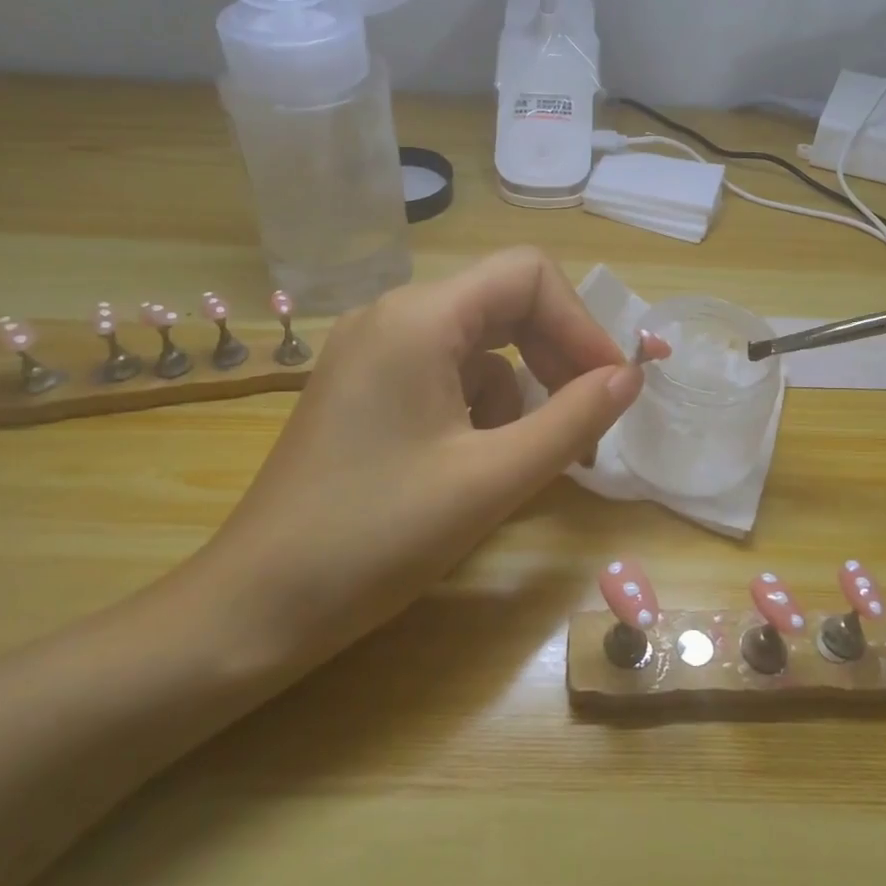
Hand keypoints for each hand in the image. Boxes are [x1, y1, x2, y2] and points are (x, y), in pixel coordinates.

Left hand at [176, 248, 642, 680]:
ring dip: (519, 393)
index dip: (581, 324)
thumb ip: (572, 419)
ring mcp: (372, 351)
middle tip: (587, 426)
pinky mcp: (364, 388)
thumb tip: (630, 376)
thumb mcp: (491, 479)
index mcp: (419, 317)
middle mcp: (392, 315)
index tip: (611, 388)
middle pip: (505, 303)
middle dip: (555, 359)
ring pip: (479, 344)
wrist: (254, 609)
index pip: (529, 275)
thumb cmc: (375, 538)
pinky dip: (480, 408)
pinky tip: (474, 465)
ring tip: (522, 462)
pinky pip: (445, 373)